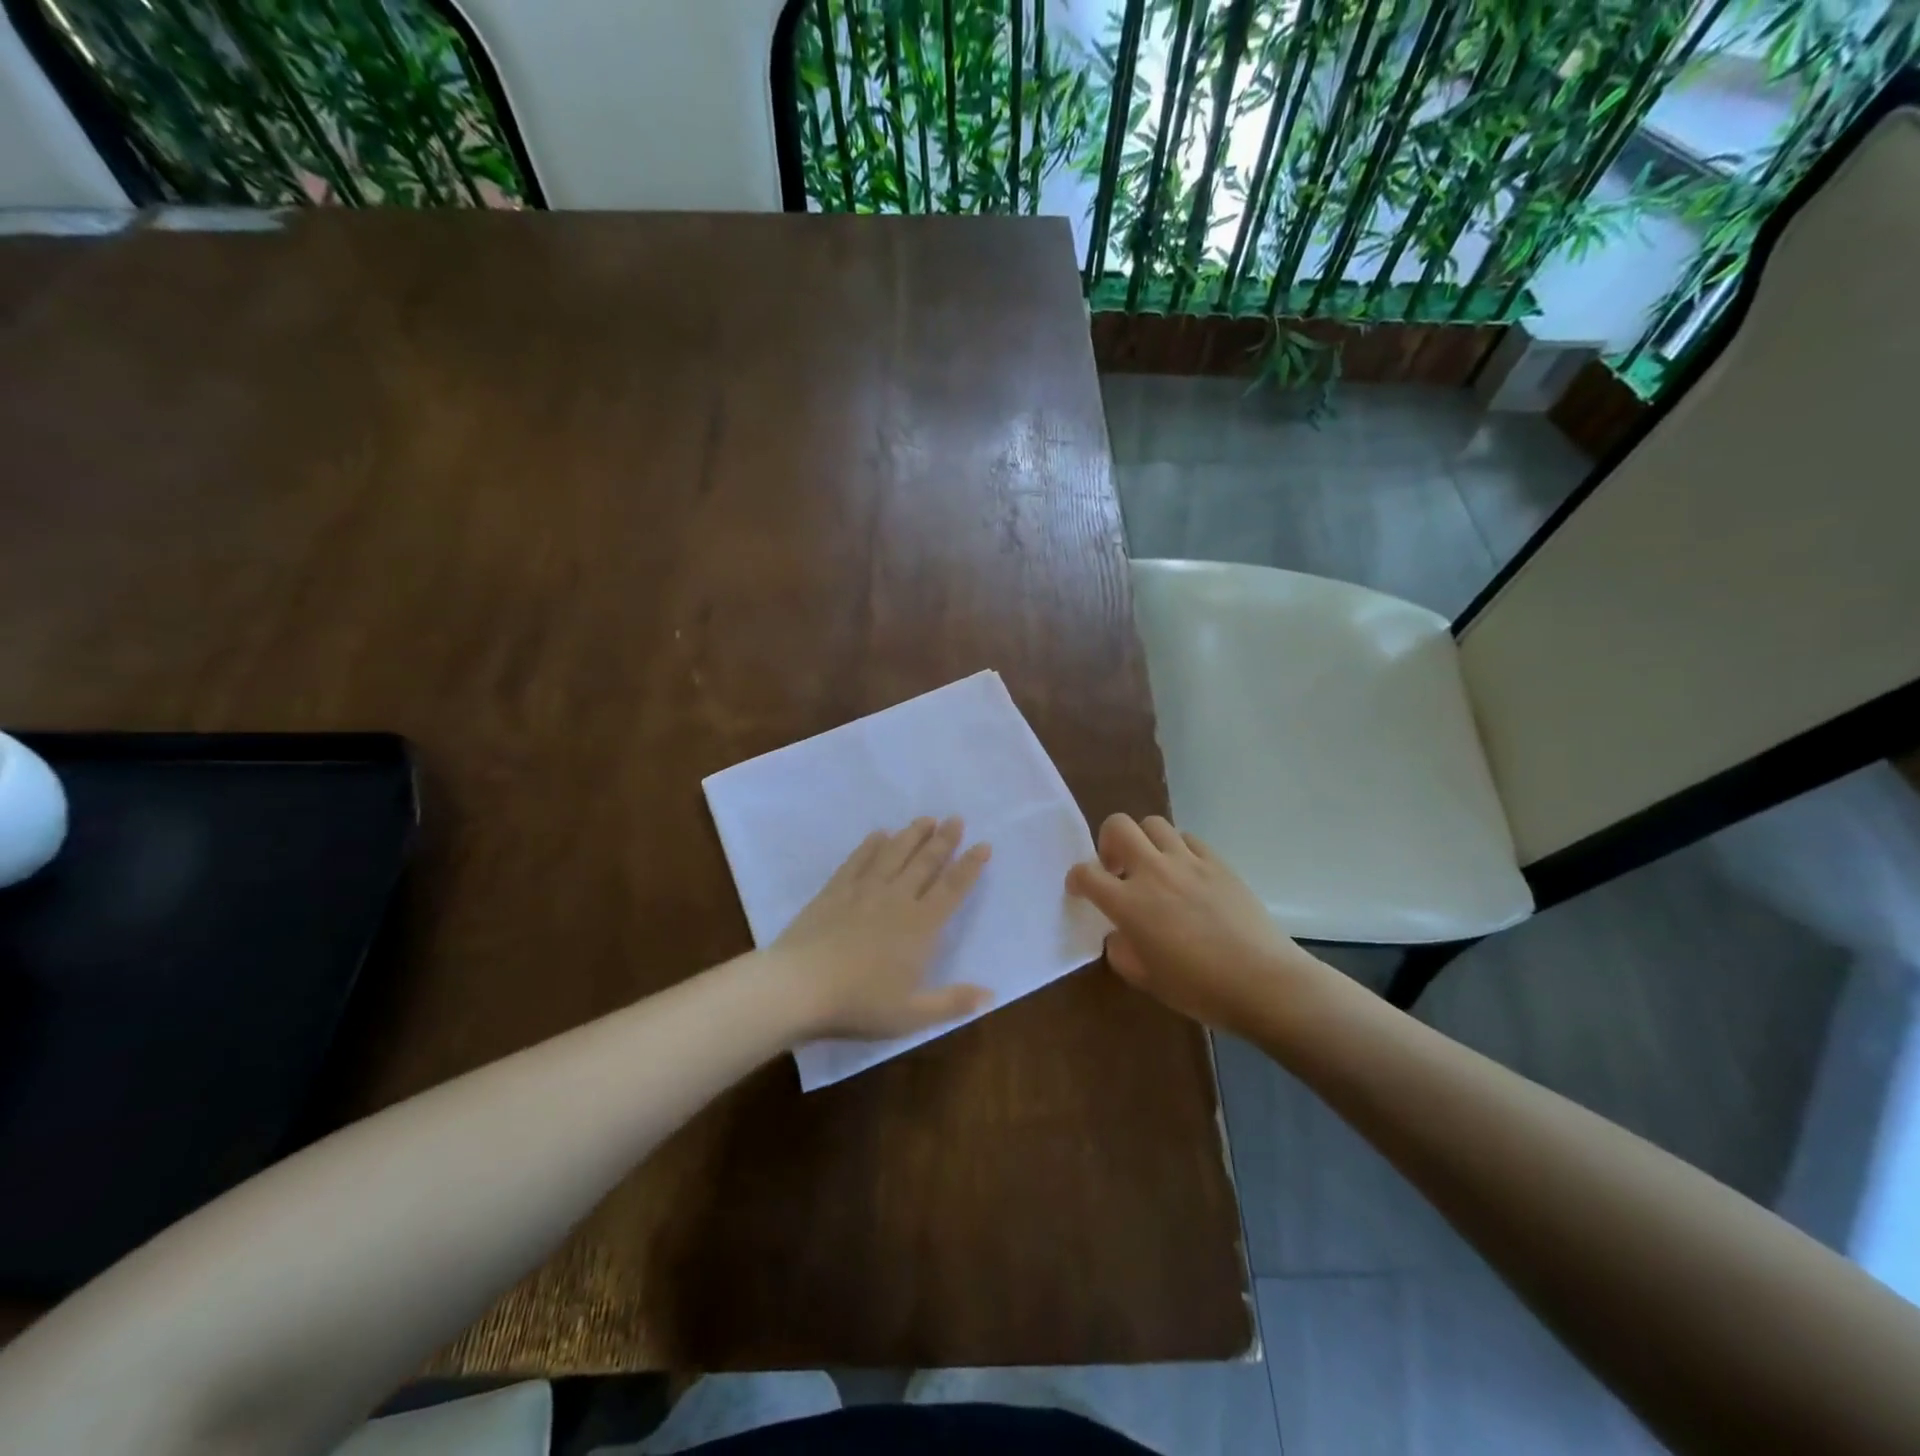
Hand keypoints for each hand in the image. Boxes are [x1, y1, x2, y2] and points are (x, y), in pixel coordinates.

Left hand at [773, 817, 992, 1040]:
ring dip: (912, 835)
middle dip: (944, 840)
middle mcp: (896, 899)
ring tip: (926, 819)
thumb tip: (991, 995)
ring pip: (894, 854)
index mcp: (920, 926)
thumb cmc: (859, 1003)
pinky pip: (858, 860)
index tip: (983, 845)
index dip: (969, 866)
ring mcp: (863, 891)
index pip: (952, 889)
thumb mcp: (912, 1014)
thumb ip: (952, 1002)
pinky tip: (878, 834)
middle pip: (925, 863)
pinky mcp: (834, 890)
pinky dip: (870, 845)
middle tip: (956, 819)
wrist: (799, 987)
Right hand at [1065, 813, 1322, 1036]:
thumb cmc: (1198, 988)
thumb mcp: (1145, 979)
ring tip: (1152, 867)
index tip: (1080, 889)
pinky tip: (1186, 874)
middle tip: (1116, 868)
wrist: (1262, 982)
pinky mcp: (1217, 862)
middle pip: (1118, 826)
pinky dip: (1178, 849)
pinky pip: (1188, 839)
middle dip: (1107, 841)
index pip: (1086, 873)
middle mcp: (1153, 872)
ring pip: (1153, 824)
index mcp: (1128, 903)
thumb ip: (1121, 950)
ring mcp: (1188, 862)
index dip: (1076, 878)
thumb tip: (1120, 933)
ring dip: (1144, 841)